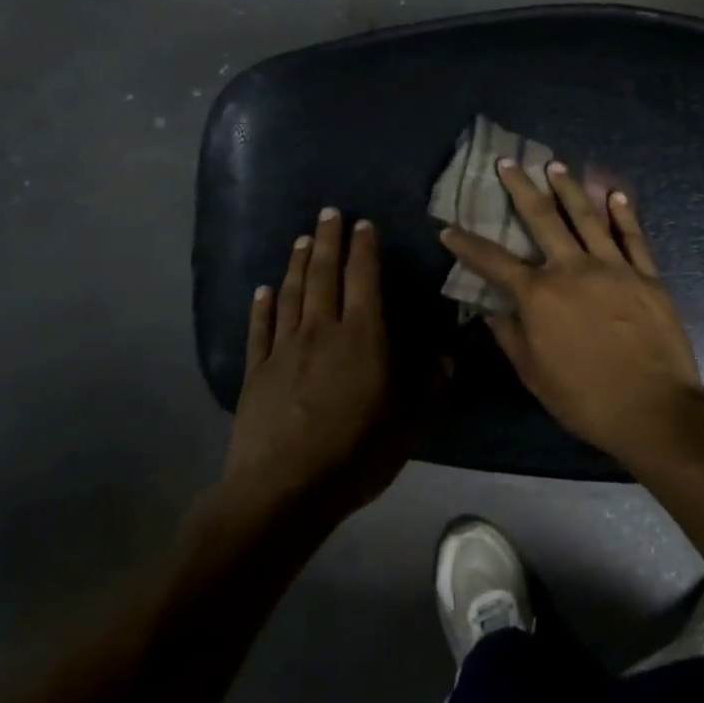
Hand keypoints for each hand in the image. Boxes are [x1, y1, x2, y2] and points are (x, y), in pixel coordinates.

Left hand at [226, 209, 409, 519]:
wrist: (284, 489)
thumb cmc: (355, 456)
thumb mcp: (408, 427)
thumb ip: (429, 387)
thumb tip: (448, 356)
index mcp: (363, 338)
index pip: (365, 280)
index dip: (364, 249)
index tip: (363, 224)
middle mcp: (322, 330)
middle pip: (323, 275)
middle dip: (327, 241)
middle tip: (327, 213)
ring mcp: (284, 348)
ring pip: (291, 293)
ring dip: (296, 263)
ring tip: (300, 239)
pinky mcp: (256, 370)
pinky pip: (259, 328)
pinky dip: (261, 305)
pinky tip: (262, 289)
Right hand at [440, 159, 703, 462]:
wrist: (653, 410)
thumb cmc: (585, 399)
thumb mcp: (533, 374)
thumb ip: (510, 337)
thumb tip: (492, 311)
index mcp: (539, 295)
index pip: (493, 261)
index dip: (467, 245)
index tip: (449, 229)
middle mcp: (572, 269)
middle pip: (542, 218)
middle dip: (521, 188)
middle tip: (508, 163)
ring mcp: (613, 268)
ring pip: (587, 217)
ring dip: (569, 188)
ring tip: (556, 165)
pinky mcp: (647, 276)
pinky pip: (633, 237)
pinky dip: (624, 214)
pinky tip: (616, 195)